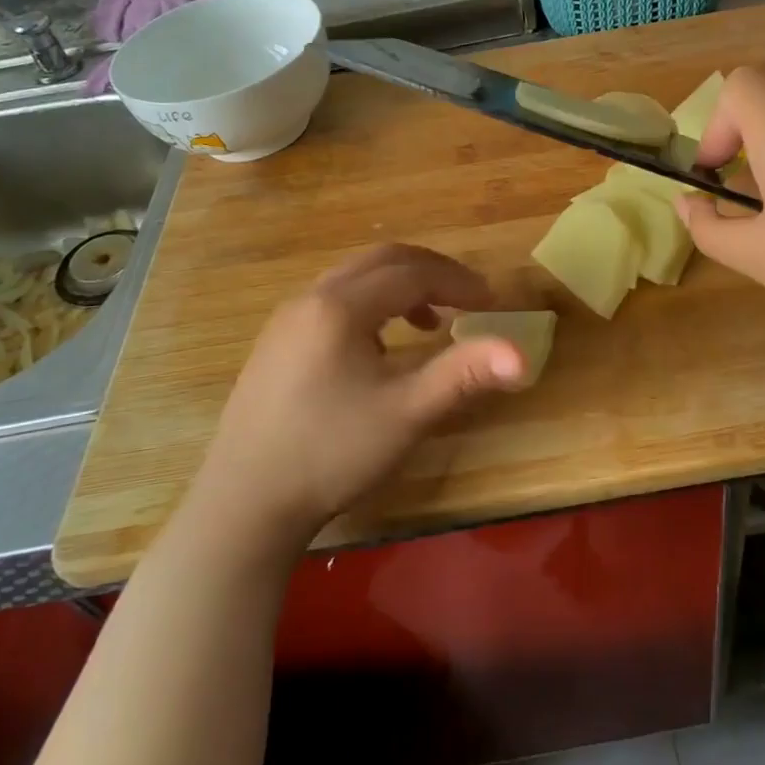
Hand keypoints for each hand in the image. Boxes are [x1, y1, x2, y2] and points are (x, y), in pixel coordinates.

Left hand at [190, 244, 526, 550]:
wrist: (243, 503)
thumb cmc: (330, 453)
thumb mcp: (406, 414)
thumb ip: (463, 375)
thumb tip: (521, 354)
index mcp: (340, 307)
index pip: (412, 273)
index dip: (459, 282)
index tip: (493, 303)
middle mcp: (310, 298)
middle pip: (382, 260)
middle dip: (431, 272)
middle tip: (468, 297)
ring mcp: (286, 318)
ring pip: (354, 277)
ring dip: (399, 286)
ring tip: (430, 321)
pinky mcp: (276, 342)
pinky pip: (333, 299)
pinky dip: (370, 303)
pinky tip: (379, 345)